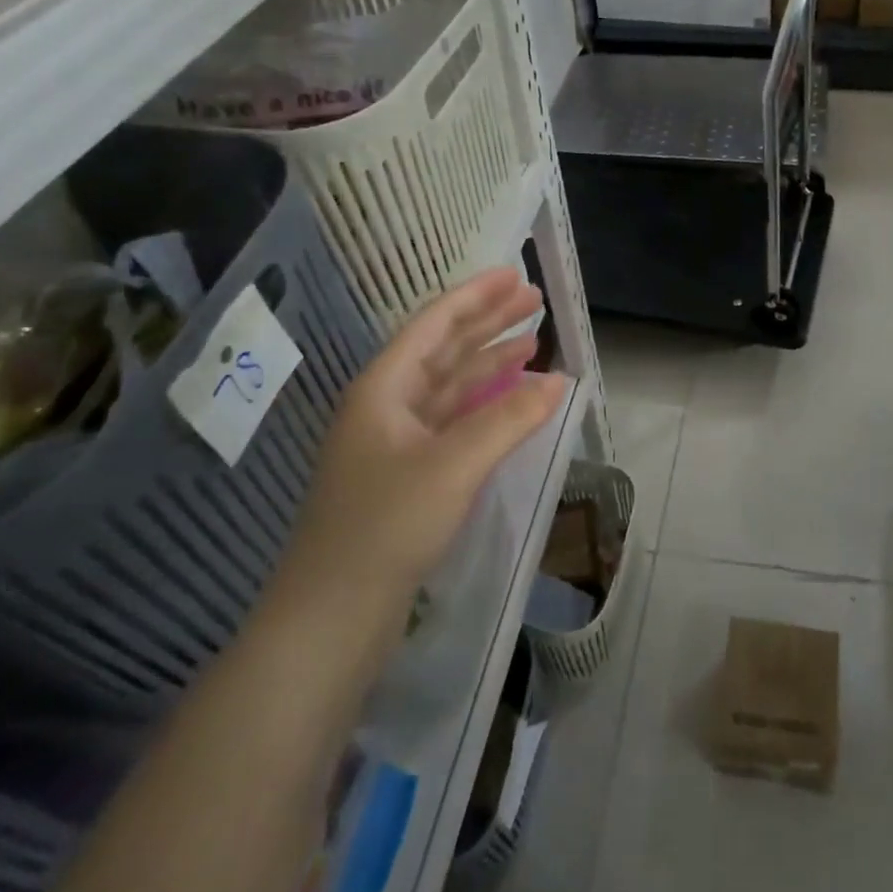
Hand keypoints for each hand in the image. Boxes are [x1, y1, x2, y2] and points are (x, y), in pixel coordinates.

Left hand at [278, 268, 565, 633]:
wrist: (331, 617)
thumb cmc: (385, 527)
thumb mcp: (453, 465)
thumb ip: (509, 418)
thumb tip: (560, 381)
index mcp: (383, 388)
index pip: (435, 324)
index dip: (475, 296)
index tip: (514, 274)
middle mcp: (387, 406)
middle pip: (445, 349)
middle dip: (489, 322)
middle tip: (534, 299)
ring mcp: (397, 442)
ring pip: (452, 386)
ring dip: (490, 362)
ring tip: (532, 341)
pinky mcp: (409, 475)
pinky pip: (455, 421)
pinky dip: (486, 405)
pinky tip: (513, 401)